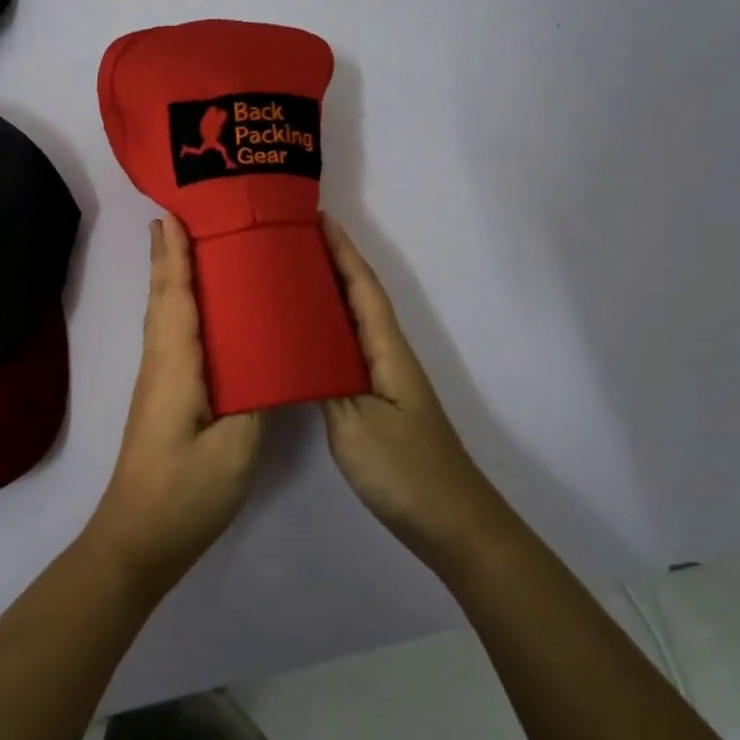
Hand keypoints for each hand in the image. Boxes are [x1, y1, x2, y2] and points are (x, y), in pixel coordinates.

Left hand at [84, 217, 265, 591]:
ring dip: (170, 277)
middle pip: (162, 298)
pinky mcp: (163, 399)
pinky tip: (195, 311)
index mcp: (177, 367)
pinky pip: (170, 337)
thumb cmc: (185, 492)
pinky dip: (177, 308)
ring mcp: (158, 383)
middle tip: (177, 215)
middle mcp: (161, 364)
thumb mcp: (235, 449)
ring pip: (163, 317)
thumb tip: (272, 361)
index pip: (176, 297)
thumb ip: (256, 399)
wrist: (137, 540)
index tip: (173, 214)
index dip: (175, 255)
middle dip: (167, 255)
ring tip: (186, 247)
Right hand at [320, 214, 514, 573]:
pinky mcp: (377, 405)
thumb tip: (293, 350)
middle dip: (332, 264)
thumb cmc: (404, 469)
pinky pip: (347, 354)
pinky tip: (302, 343)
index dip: (342, 250)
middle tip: (289, 241)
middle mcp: (388, 357)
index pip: (362, 287)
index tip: (318, 216)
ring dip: (327, 296)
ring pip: (352, 325)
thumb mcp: (353, 425)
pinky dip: (325, 335)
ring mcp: (384, 382)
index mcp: (386, 351)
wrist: (452, 523)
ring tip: (288, 279)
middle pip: (359, 298)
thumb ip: (321, 383)